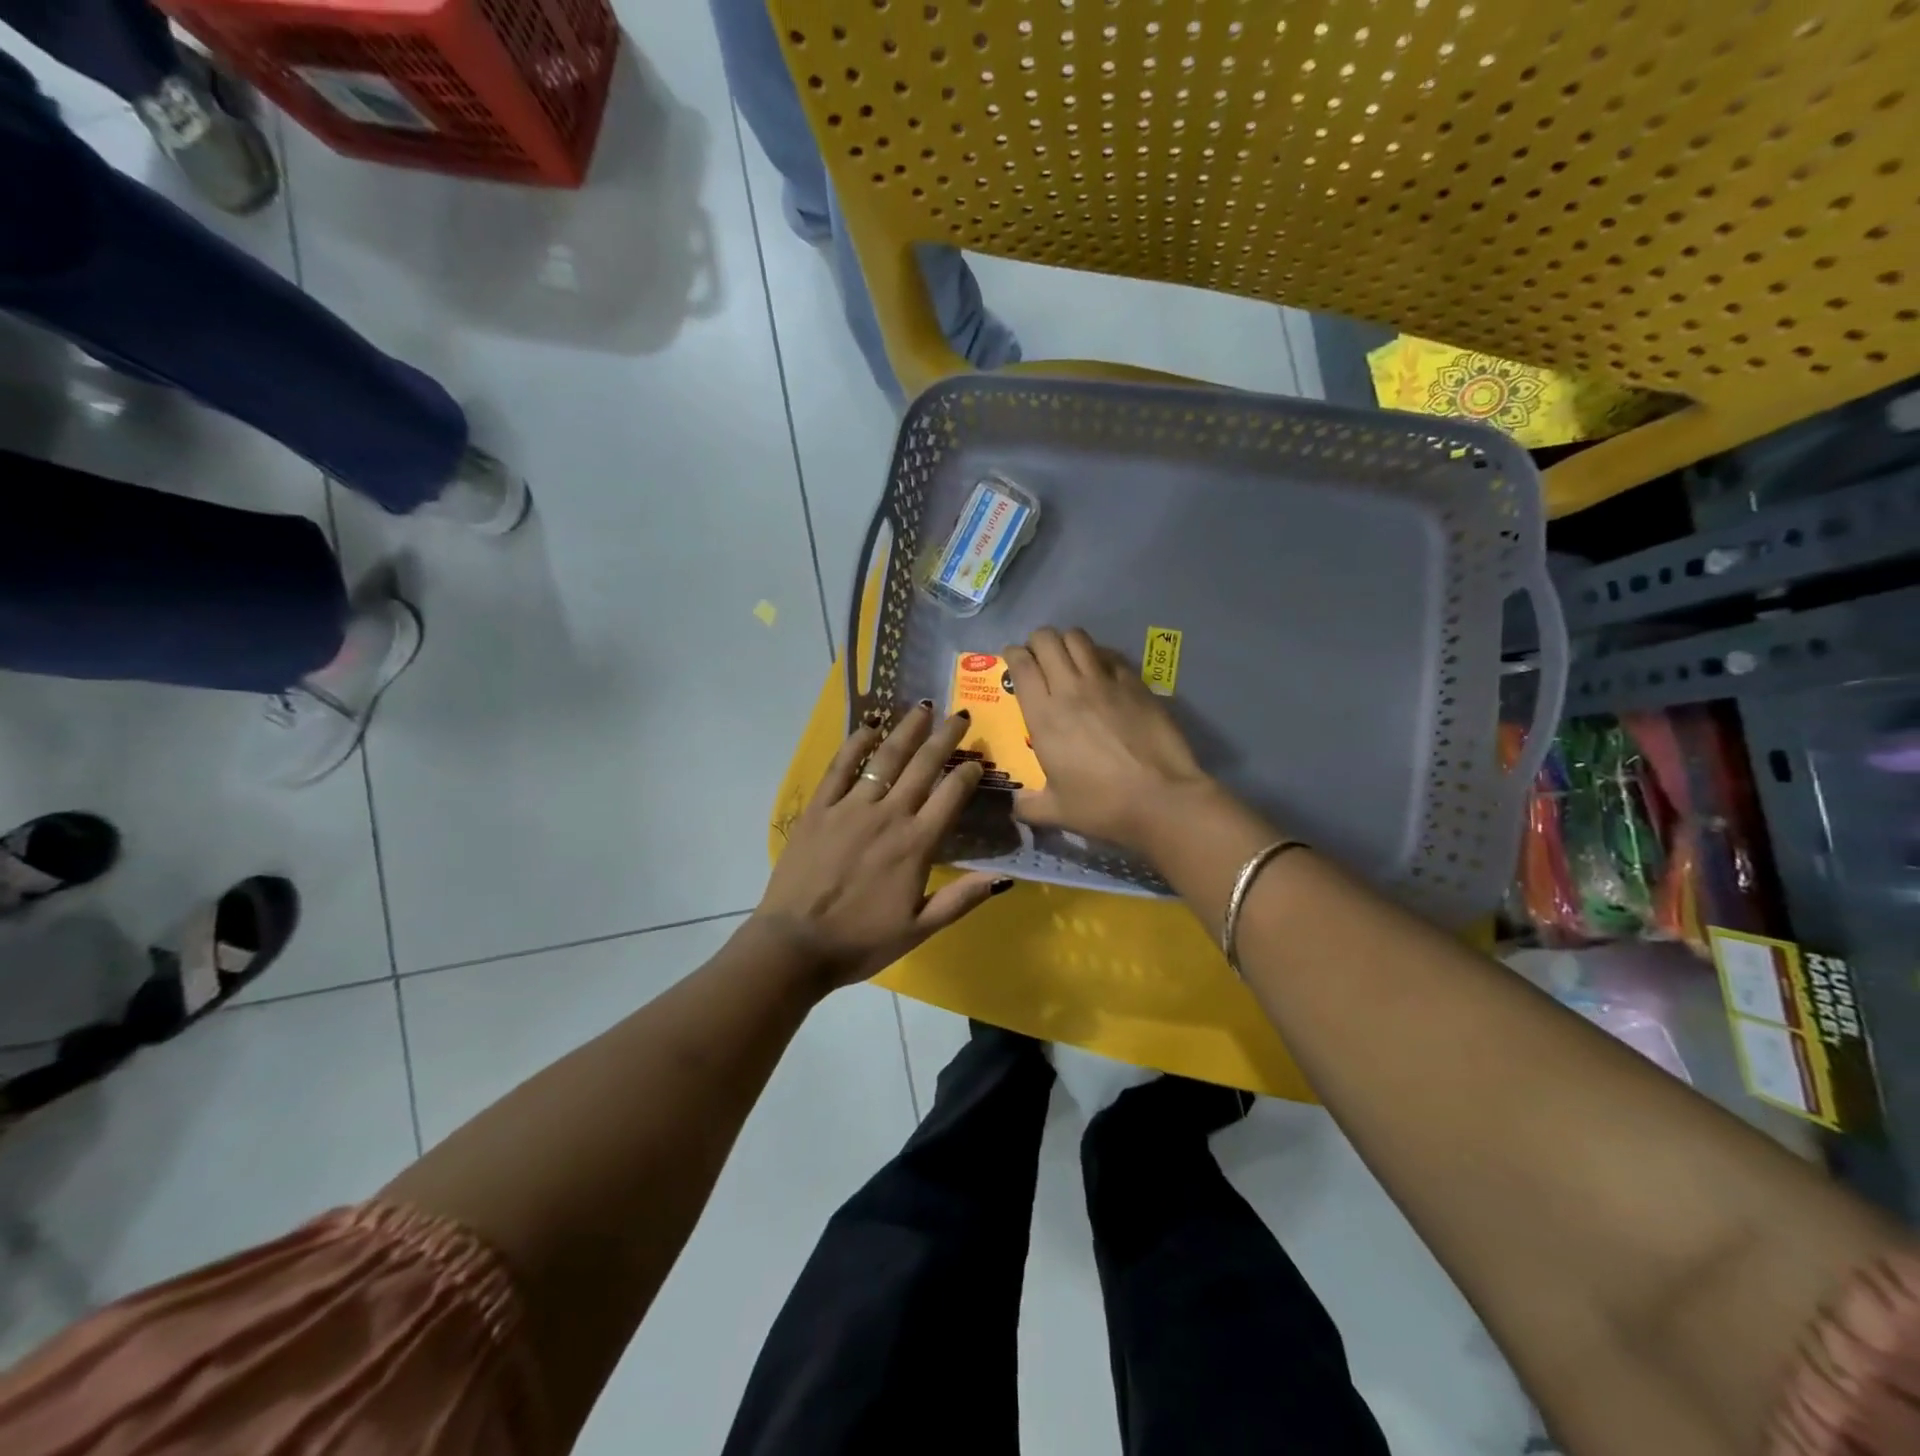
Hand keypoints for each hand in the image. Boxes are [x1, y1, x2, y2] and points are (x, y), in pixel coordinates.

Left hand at [753, 702, 1008, 989]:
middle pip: (923, 767)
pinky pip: (840, 768)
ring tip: (923, 709)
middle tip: (960, 715)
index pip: (951, 796)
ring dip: (907, 731)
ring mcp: (850, 807)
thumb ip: (961, 899)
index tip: (978, 760)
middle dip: (945, 738)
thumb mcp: (920, 929)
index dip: (969, 774)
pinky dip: (856, 744)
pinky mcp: (819, 809)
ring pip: (885, 758)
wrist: (795, 945)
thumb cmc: (861, 941)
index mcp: (916, 844)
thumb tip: (1005, 876)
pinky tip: (869, 726)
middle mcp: (888, 815)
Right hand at [1004, 627, 1215, 851]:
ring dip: (1067, 642)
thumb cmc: (1102, 806)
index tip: (1013, 661)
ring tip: (1068, 658)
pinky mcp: (1136, 683)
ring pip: (1078, 638)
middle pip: (1047, 640)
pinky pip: (1110, 655)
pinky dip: (1099, 656)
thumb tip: (1016, 806)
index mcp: (1044, 716)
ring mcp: (1106, 682)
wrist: (1162, 799)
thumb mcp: (1056, 812)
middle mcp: (1070, 689)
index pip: (1021, 666)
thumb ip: (1029, 806)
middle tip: (1039, 658)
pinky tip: (1101, 672)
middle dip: (1037, 642)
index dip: (1012, 655)